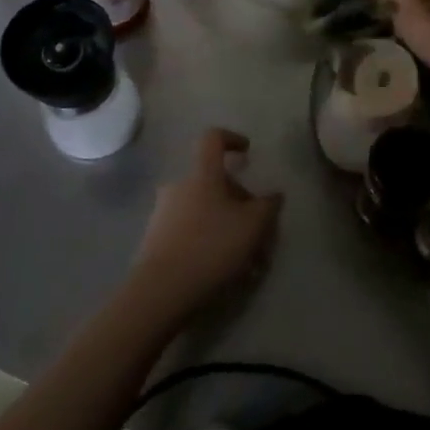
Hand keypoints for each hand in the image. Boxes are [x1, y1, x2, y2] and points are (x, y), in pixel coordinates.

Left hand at [127, 129, 282, 328]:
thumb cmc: (211, 247)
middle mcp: (179, 186)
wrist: (161, 290)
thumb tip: (273, 195)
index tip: (247, 152)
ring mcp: (164, 213)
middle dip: (239, 202)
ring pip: (205, 210)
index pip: (213, 139)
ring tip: (248, 261)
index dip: (232, 139)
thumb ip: (268, 206)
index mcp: (202, 174)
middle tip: (260, 231)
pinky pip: (190, 231)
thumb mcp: (253, 226)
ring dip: (227, 227)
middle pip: (214, 182)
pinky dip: (210, 243)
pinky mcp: (156, 240)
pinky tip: (226, 271)